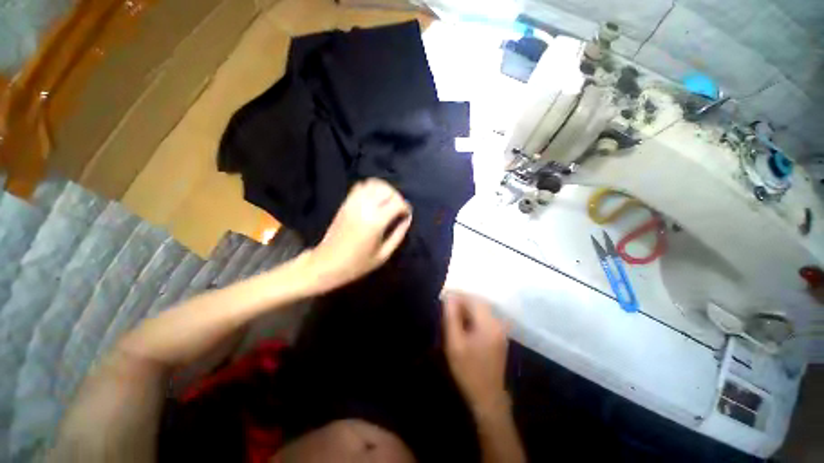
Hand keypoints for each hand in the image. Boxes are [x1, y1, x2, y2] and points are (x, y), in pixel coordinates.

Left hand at [306, 178, 411, 291]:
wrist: (327, 264)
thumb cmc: (357, 264)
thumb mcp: (384, 254)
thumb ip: (398, 234)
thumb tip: (407, 218)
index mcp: (376, 222)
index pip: (397, 203)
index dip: (406, 208)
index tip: (406, 215)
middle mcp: (364, 207)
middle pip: (386, 190)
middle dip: (397, 197)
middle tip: (398, 209)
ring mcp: (353, 203)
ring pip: (373, 184)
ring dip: (384, 190)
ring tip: (387, 202)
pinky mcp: (345, 203)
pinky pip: (360, 186)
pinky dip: (371, 188)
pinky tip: (374, 199)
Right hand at [442, 292, 509, 414]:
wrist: (487, 397)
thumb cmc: (468, 370)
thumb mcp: (454, 343)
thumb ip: (451, 317)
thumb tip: (449, 297)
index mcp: (488, 323)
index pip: (472, 299)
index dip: (457, 295)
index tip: (444, 298)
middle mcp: (497, 322)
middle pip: (478, 302)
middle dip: (462, 301)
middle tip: (446, 306)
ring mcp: (500, 329)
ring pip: (481, 309)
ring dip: (467, 308)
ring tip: (452, 314)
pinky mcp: (499, 335)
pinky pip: (484, 317)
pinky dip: (473, 315)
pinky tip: (463, 323)